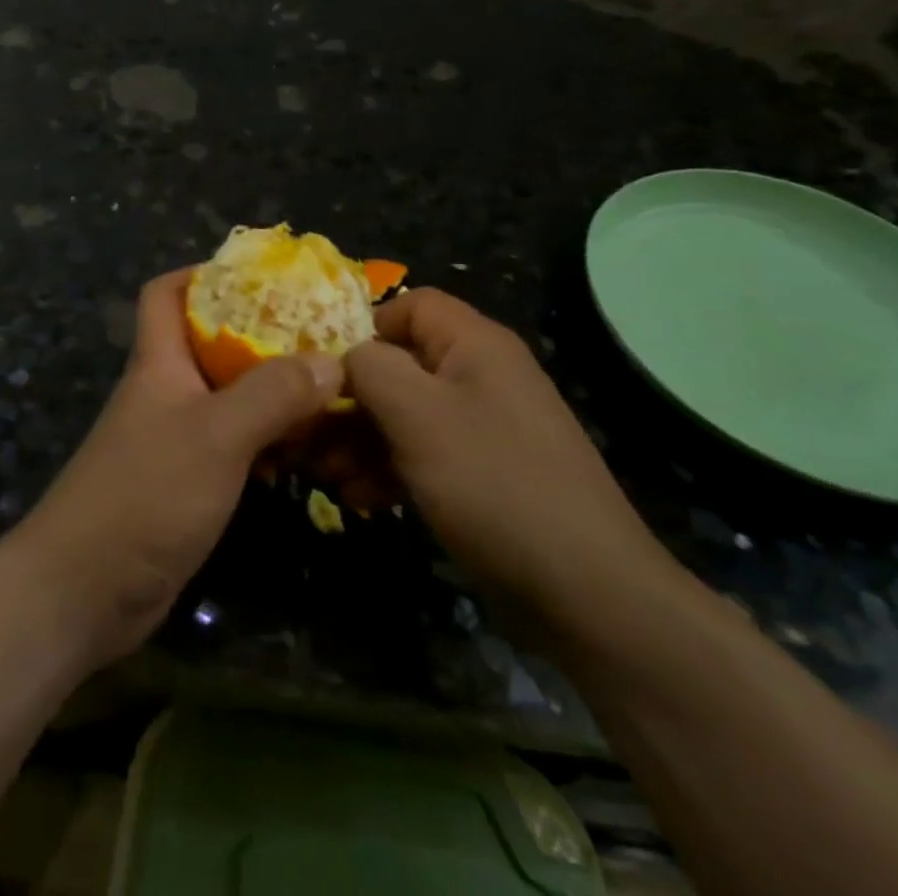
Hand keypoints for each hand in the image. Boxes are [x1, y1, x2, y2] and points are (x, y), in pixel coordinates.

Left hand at [13, 268, 343, 668]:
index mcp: (160, 362)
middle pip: (212, 345)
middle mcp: (166, 392)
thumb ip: (272, 394)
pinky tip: (303, 457)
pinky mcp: (187, 484)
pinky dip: (267, 444)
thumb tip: (331, 361)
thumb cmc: (145, 494)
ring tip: (329, 396)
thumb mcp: (215, 435)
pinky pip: (235, 448)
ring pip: (231, 400)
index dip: (202, 274)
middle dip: (263, 338)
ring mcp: (176, 440)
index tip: (259, 278)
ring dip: (273, 397)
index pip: (165, 293)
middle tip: (321, 340)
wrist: (84, 592)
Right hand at [344, 289, 675, 627]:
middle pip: (401, 364)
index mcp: (474, 345)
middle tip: (309, 436)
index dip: (364, 328)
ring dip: (361, 440)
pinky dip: (390, 469)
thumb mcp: (417, 414)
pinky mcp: (486, 475)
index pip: (411, 305)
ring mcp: (486, 428)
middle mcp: (481, 376)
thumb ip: (370, 369)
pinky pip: (426, 454)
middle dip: (351, 399)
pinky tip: (361, 499)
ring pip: (407, 414)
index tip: (325, 371)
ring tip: (326, 475)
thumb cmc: (493, 483)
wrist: (588, 592)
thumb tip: (346, 357)